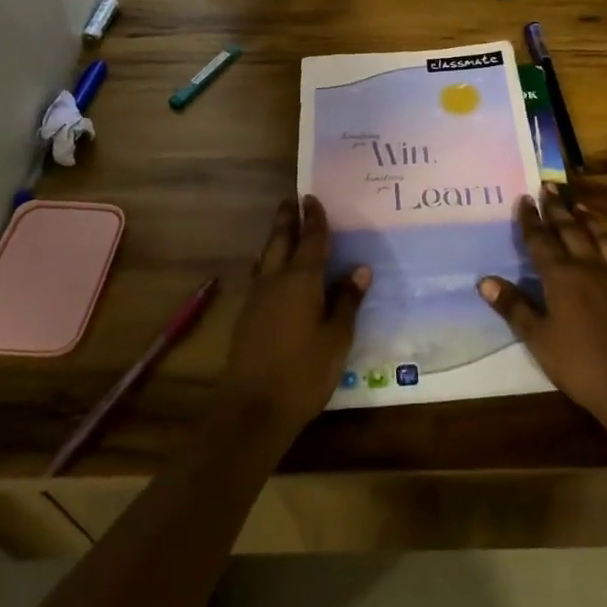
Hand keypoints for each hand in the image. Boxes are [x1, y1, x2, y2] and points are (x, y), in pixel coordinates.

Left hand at [219, 196, 369, 435]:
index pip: (311, 240)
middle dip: (287, 219)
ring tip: (282, 226)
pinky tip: (270, 268)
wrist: (253, 408)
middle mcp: (275, 280)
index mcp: (301, 280)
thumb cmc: (304, 372)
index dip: (314, 219)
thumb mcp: (337, 338)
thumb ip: (347, 301)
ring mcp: (256, 297)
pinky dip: (267, 261)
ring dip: (274, 238)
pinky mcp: (246, 315)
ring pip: (266, 256)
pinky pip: (259, 274)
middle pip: (280, 240)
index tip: (312, 197)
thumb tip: (359, 269)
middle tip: (291, 199)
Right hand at [478, 190, 606, 422]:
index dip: (530, 219)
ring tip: (576, 203)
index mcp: (561, 276)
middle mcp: (586, 267)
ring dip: (584, 218)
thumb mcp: (538, 339)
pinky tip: (604, 241)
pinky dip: (605, 237)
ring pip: (596, 236)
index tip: (524, 198)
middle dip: (556, 208)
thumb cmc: (579, 362)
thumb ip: (514, 307)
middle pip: (569, 230)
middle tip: (547, 187)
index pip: (540, 240)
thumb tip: (485, 280)